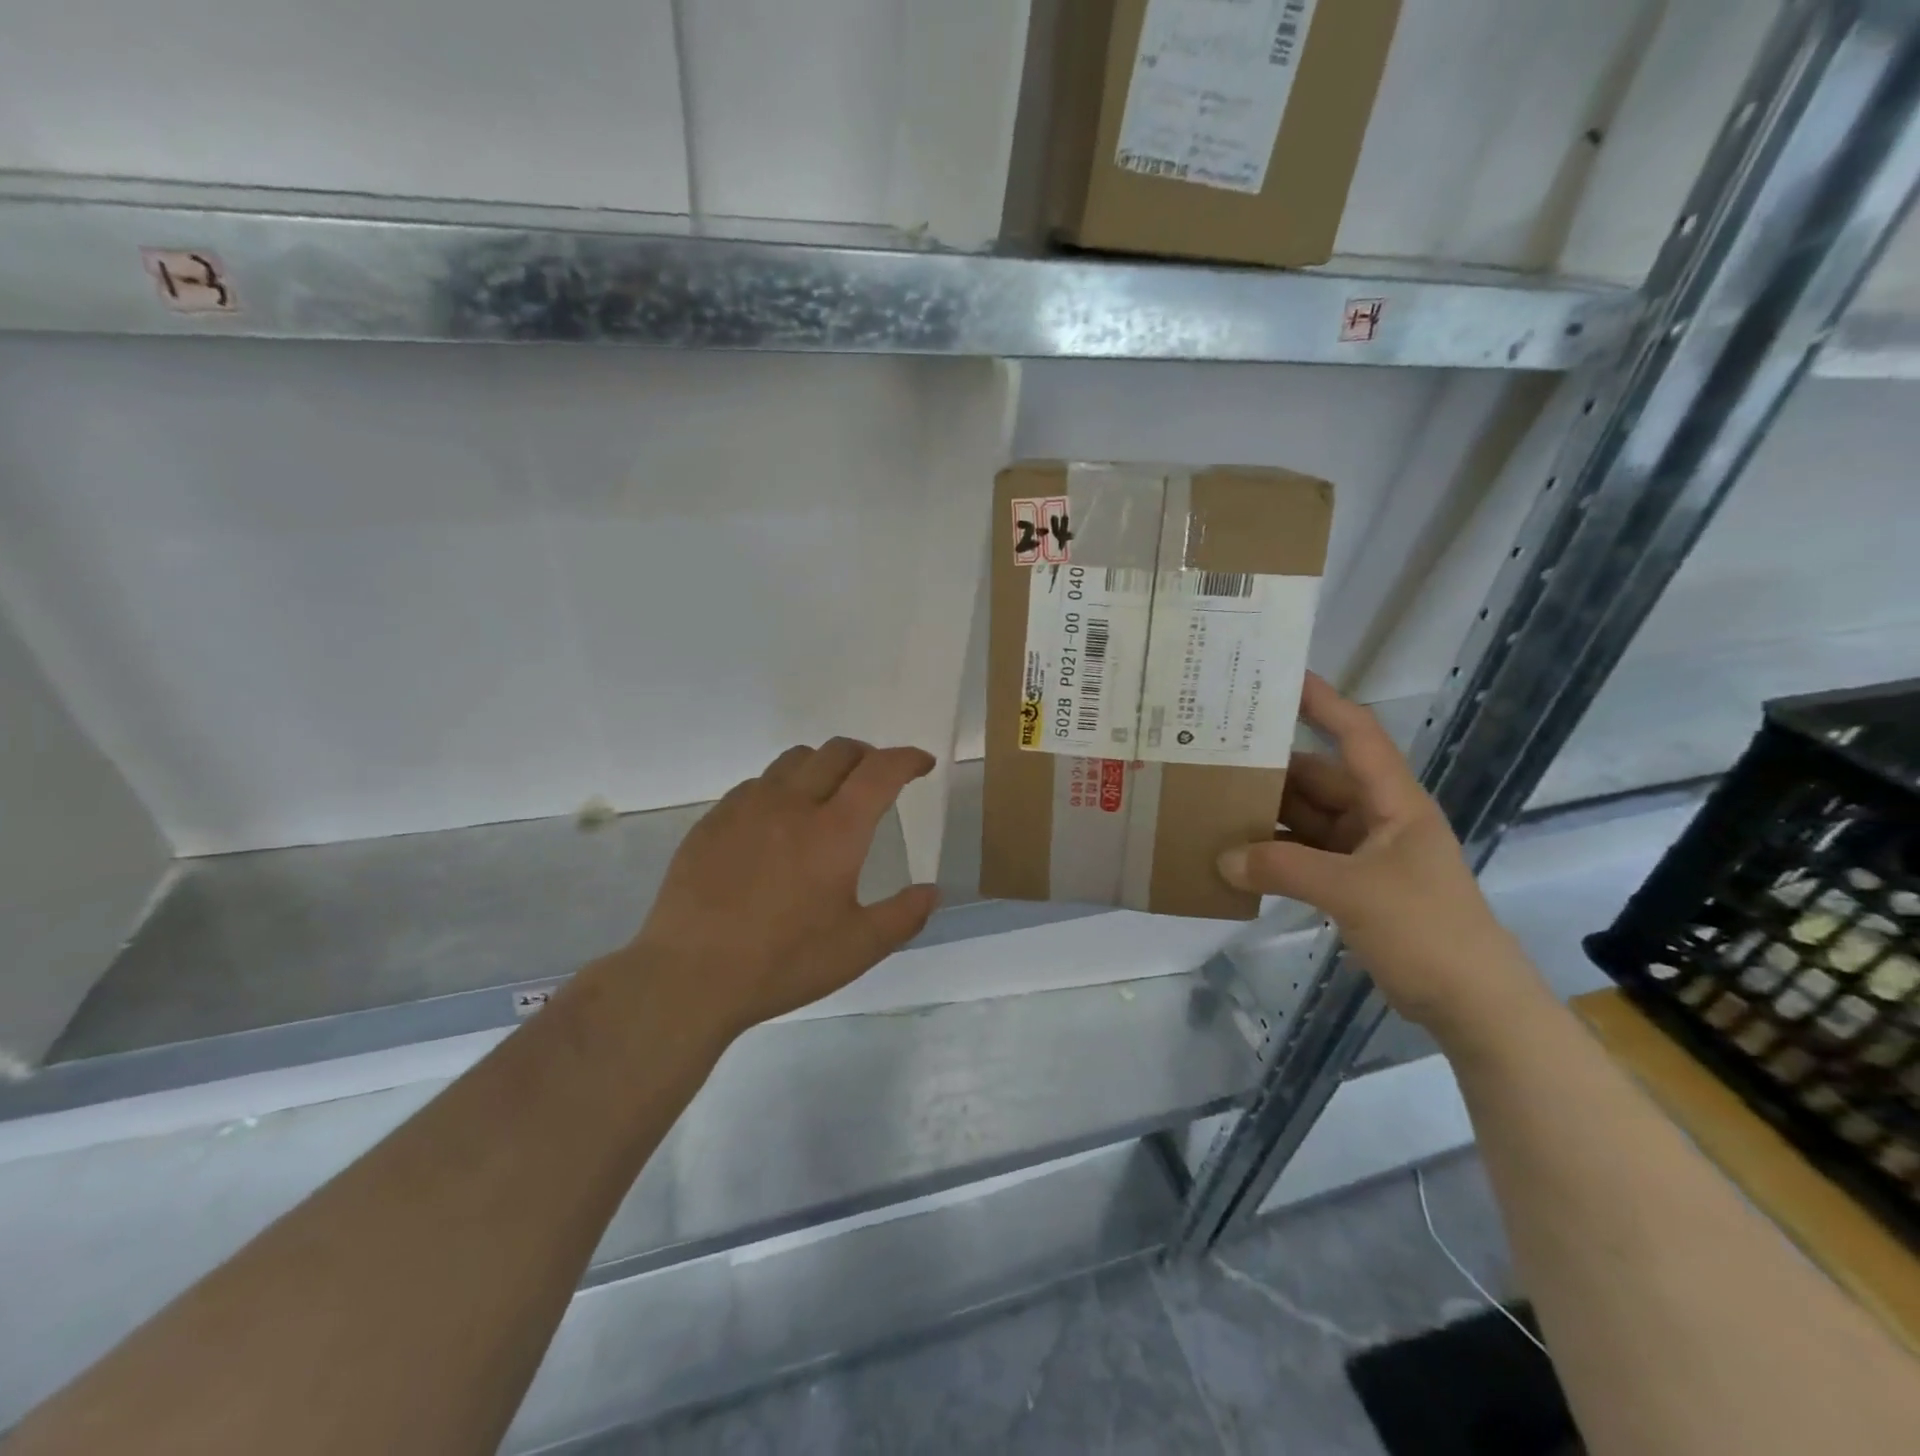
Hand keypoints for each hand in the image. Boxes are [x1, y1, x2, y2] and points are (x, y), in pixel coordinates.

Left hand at [630, 739, 940, 1036]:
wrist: (689, 975)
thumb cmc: (783, 962)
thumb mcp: (857, 949)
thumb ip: (903, 916)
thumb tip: (931, 891)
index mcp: (835, 830)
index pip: (881, 770)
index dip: (907, 759)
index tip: (922, 764)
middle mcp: (793, 803)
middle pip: (838, 751)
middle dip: (868, 755)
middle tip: (877, 779)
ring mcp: (747, 807)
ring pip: (794, 759)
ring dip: (823, 765)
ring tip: (828, 795)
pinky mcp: (713, 820)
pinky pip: (757, 784)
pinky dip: (782, 787)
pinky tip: (777, 823)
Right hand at [1217, 675, 1542, 1035]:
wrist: (1472, 1003)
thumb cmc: (1426, 930)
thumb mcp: (1353, 892)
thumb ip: (1283, 869)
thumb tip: (1223, 859)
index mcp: (1393, 802)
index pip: (1357, 736)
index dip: (1323, 702)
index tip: (1279, 679)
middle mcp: (1377, 818)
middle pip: (1317, 778)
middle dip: (1271, 766)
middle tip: (1216, 753)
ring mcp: (1364, 853)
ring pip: (1305, 818)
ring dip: (1266, 815)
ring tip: (1211, 802)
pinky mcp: (1352, 885)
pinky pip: (1303, 855)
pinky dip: (1273, 854)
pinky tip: (1236, 856)